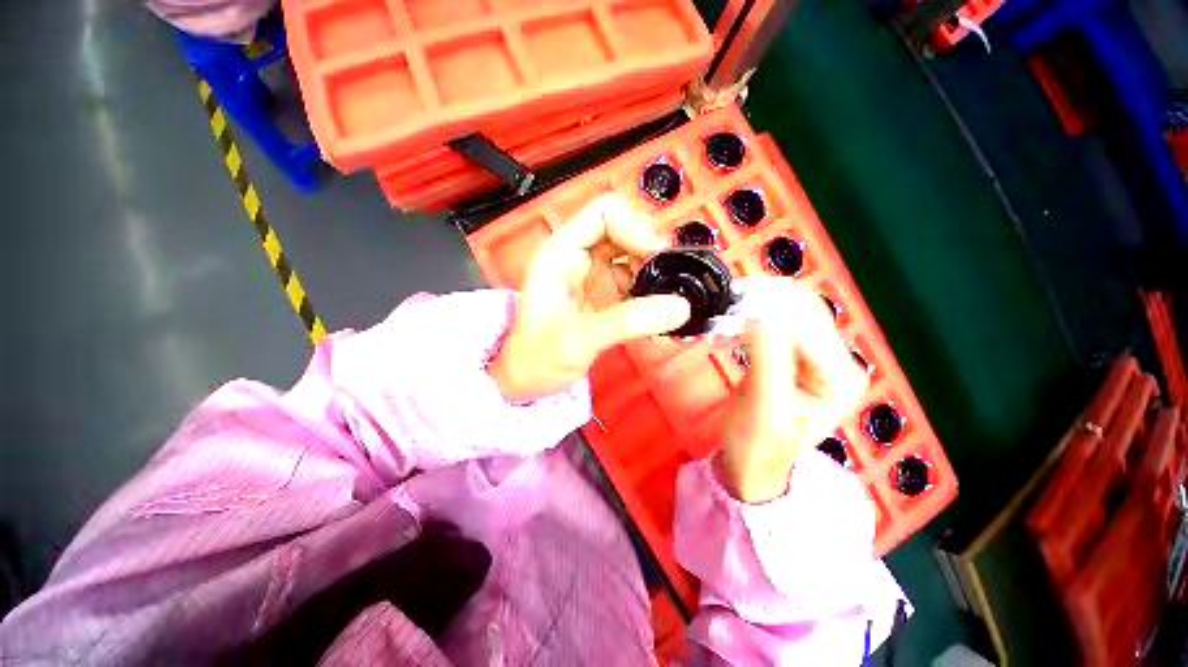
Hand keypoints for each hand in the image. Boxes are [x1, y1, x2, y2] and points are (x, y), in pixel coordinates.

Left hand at [488, 194, 690, 401]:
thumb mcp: (578, 339)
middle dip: (650, 250)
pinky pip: (635, 280)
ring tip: (666, 299)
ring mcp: (594, 275)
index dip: (635, 227)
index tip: (657, 257)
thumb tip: (678, 307)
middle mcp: (578, 256)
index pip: (605, 213)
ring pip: (633, 254)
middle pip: (625, 229)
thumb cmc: (537, 358)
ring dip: (654, 271)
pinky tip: (658, 311)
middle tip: (668, 279)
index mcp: (561, 252)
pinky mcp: (605, 294)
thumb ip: (627, 322)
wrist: (529, 380)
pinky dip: (651, 290)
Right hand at [717, 279, 868, 502]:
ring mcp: (815, 353)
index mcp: (840, 378)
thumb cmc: (758, 447)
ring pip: (792, 306)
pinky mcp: (792, 351)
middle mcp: (836, 359)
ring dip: (760, 300)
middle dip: (765, 299)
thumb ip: (767, 362)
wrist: (752, 463)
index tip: (729, 314)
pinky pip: (777, 317)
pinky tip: (734, 317)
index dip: (768, 314)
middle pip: (805, 307)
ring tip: (728, 306)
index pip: (806, 326)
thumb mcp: (764, 410)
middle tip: (727, 302)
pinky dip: (754, 310)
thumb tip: (760, 316)